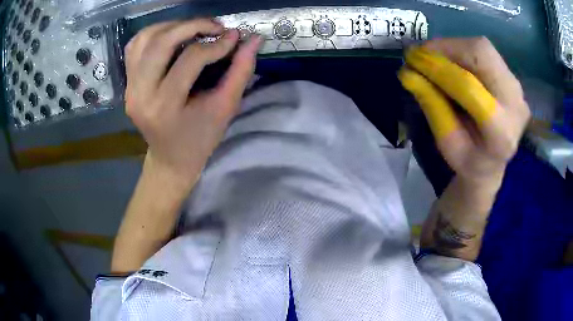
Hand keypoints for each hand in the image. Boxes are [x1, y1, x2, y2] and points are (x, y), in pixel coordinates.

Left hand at [125, 19, 260, 190]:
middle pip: (161, 42)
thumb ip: (240, 71)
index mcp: (164, 107)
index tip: (235, 38)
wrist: (170, 158)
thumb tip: (253, 39)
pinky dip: (154, 33)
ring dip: (172, 26)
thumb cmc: (200, 139)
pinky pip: (134, 46)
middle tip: (216, 27)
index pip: (190, 59)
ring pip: (145, 39)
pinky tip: (171, 36)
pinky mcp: (127, 83)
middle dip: (192, 26)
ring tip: (194, 29)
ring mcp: (129, 88)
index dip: (217, 44)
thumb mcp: (225, 108)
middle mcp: (140, 94)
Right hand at [399, 37, 530, 186]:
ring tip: (432, 56)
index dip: (439, 69)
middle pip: (482, 55)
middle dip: (447, 48)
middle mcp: (515, 103)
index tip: (411, 61)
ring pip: (483, 48)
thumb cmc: (470, 160)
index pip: (470, 89)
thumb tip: (408, 74)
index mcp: (502, 132)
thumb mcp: (448, 145)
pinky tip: (448, 59)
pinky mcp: (511, 76)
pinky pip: (484, 51)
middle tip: (421, 53)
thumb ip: (432, 108)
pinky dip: (461, 49)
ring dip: (452, 47)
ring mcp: (516, 87)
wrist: (495, 162)